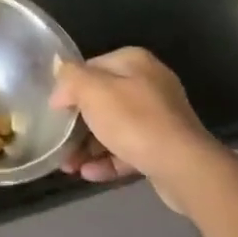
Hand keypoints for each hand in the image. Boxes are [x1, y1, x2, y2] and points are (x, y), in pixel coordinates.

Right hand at [50, 48, 225, 213]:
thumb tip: (60, 80)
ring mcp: (159, 118)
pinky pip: (128, 149)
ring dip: (88, 146)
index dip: (69, 88)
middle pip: (101, 101)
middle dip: (77, 124)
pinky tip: (88, 174)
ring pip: (113, 128)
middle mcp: (149, 85)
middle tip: (58, 142)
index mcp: (134, 63)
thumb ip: (70, 77)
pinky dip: (107, 160)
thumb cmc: (133, 121)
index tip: (54, 111)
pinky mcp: (163, 147)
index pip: (90, 68)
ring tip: (68, 166)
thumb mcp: (92, 90)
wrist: (184, 167)